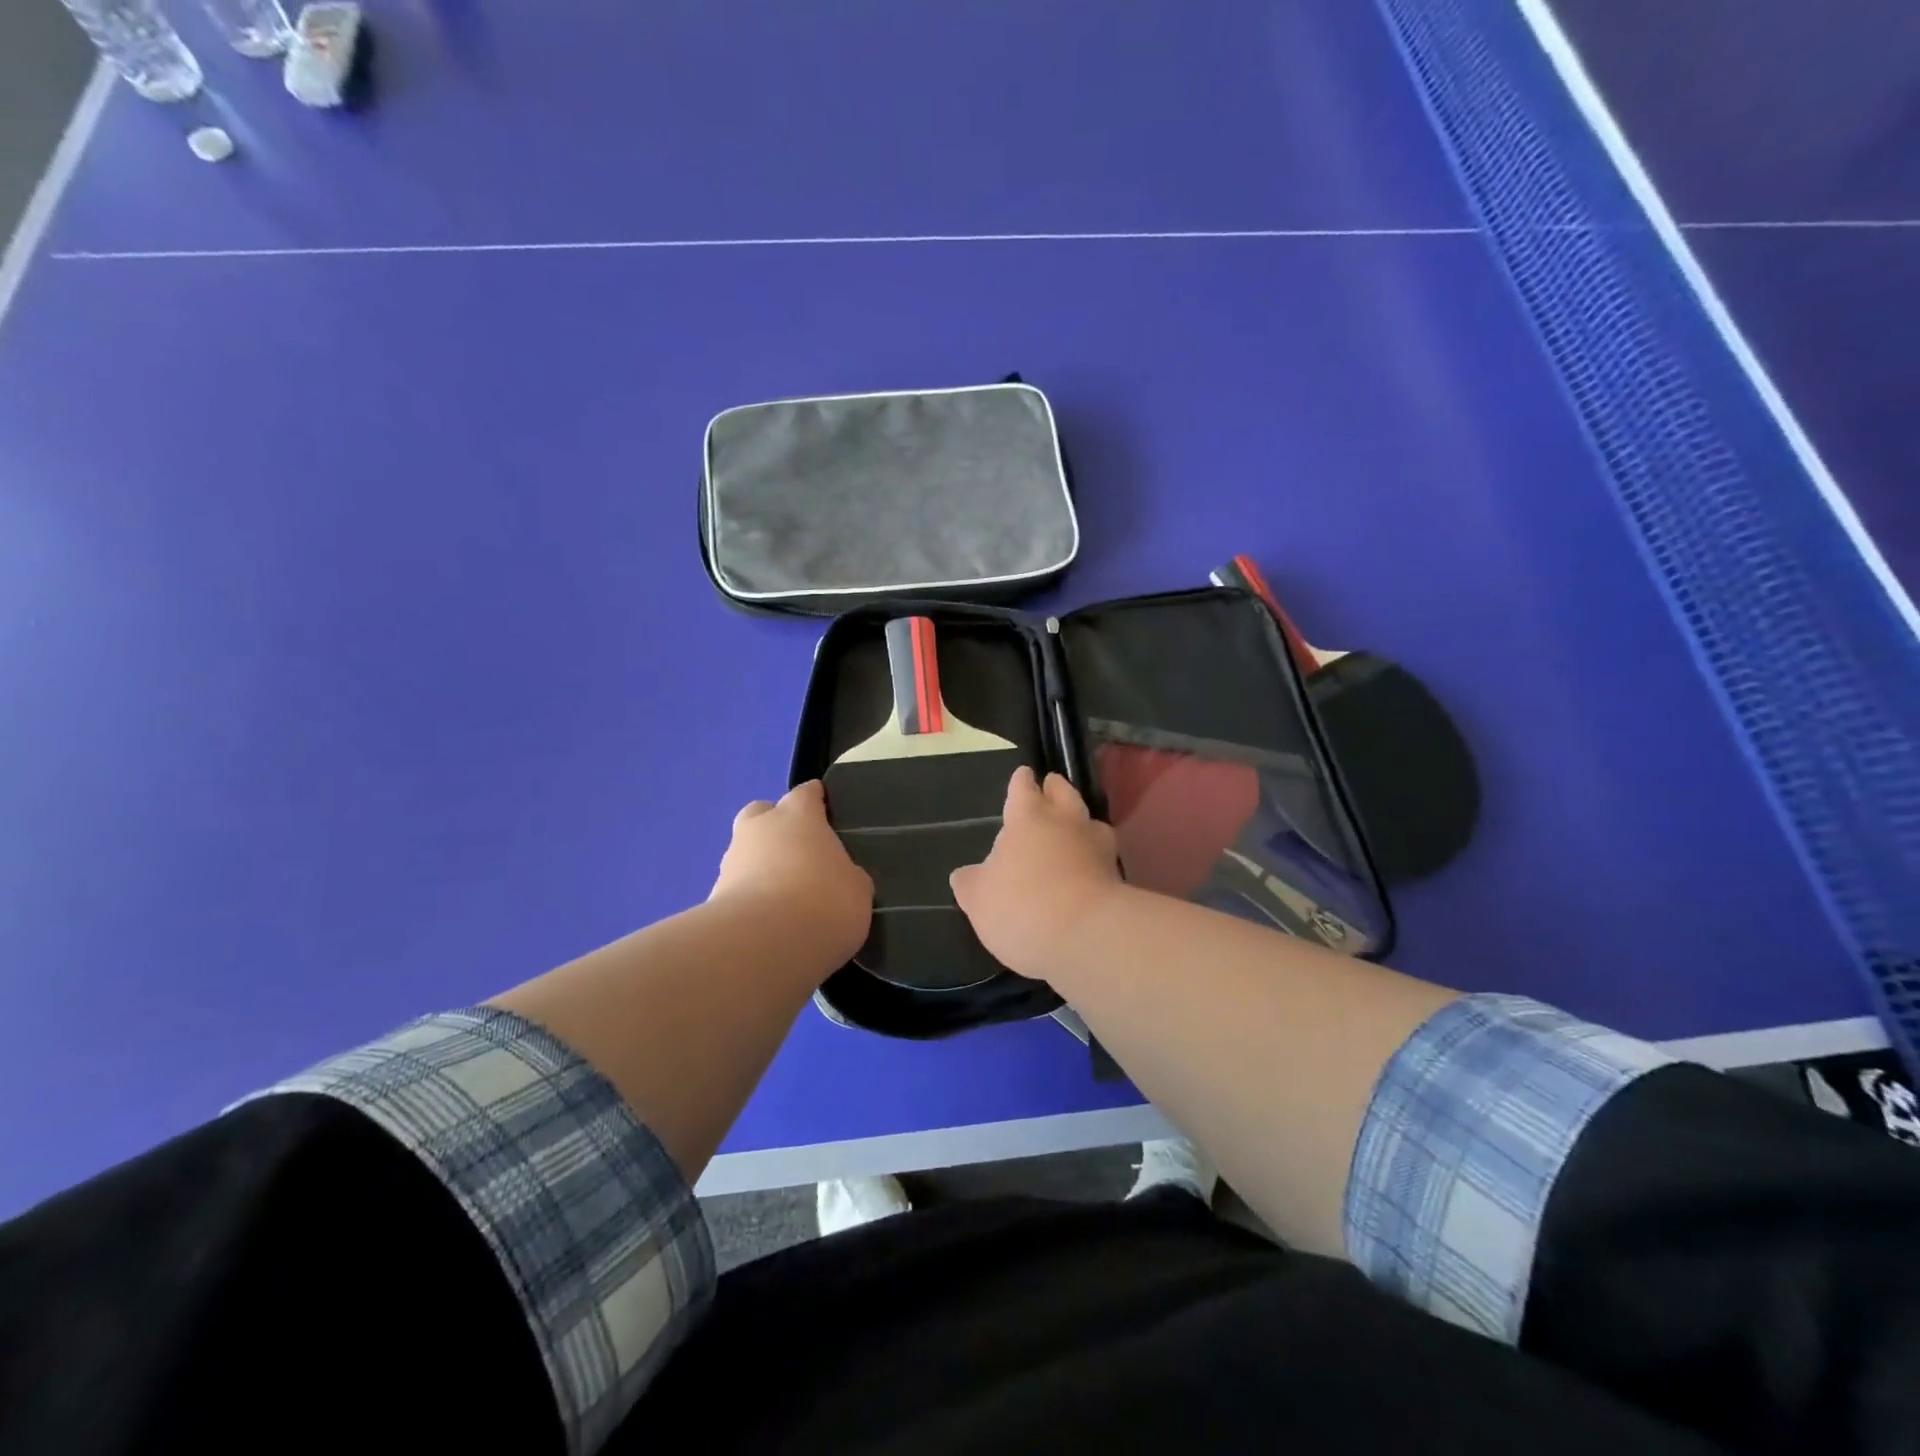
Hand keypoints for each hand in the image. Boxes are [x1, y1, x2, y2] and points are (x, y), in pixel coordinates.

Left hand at [711, 781, 872, 964]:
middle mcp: (760, 828)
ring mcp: (731, 861)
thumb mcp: (857, 890)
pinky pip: (736, 889)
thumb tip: (839, 878)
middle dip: (776, 826)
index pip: (806, 793)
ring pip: (745, 851)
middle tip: (797, 853)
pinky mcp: (713, 897)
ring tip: (783, 898)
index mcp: (798, 815)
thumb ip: (847, 876)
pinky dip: (749, 899)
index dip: (816, 801)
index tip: (826, 813)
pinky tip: (767, 923)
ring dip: (759, 866)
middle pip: (763, 813)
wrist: (763, 944)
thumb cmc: (823, 902)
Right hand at [950, 767, 1124, 978]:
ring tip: (1073, 831)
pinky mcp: (1118, 876)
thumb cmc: (1022, 906)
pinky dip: (1095, 857)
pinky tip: (1087, 869)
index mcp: (1028, 817)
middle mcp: (1066, 821)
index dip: (1020, 781)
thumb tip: (965, 875)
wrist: (1087, 937)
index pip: (1023, 788)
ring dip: (1081, 823)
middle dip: (1056, 789)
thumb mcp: (978, 898)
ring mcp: (1098, 847)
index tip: (1022, 775)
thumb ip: (971, 882)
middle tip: (1050, 789)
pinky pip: (1104, 856)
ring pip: (1091, 821)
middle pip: (1064, 793)